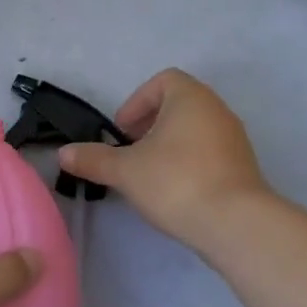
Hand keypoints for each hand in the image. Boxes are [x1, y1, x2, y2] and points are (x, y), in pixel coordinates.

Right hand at [58, 68, 270, 249]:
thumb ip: (94, 159)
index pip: (162, 81)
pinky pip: (210, 152)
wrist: (237, 225)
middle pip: (178, 104)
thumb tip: (63, 154)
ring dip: (169, 144)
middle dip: (150, 124)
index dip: (137, 102)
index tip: (122, 131)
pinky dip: (189, 162)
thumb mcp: (126, 170)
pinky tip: (176, 191)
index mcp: (190, 97)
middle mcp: (217, 109)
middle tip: (131, 151)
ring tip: (150, 174)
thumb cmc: (177, 182)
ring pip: (195, 129)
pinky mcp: (244, 167)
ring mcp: (235, 138)